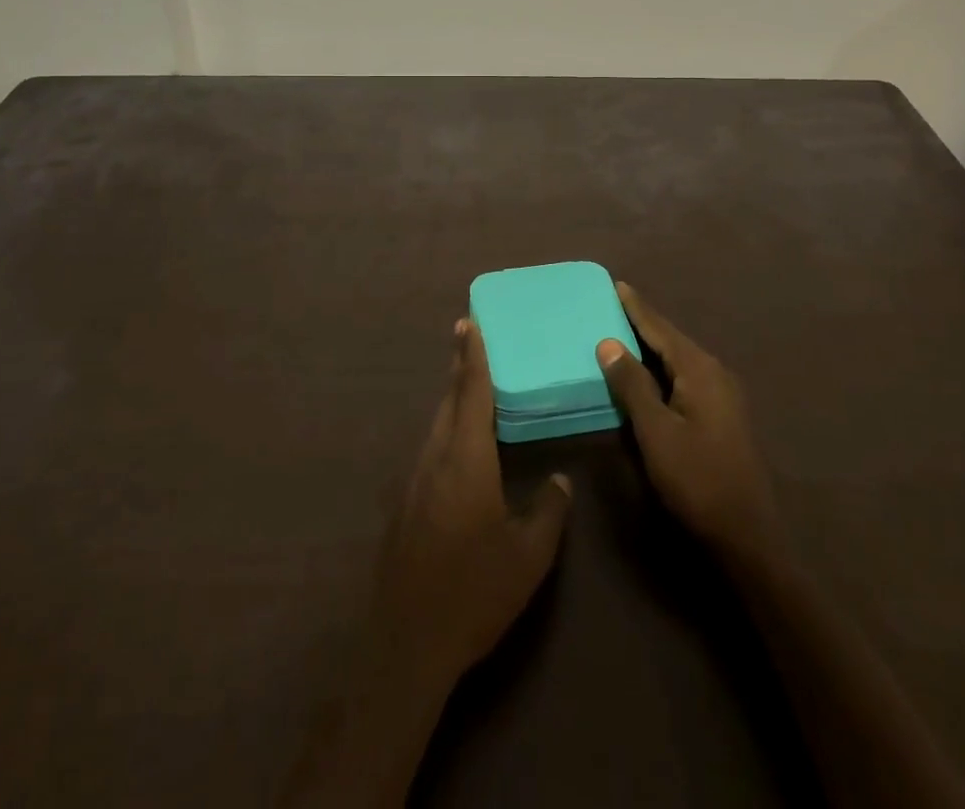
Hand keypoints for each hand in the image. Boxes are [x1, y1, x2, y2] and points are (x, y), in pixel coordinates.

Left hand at [370, 318, 573, 691]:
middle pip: (448, 402)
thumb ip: (547, 511)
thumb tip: (559, 480)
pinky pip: (430, 450)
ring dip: (452, 400)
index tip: (468, 322)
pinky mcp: (405, 506)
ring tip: (469, 386)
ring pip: (436, 426)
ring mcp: (414, 482)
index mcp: (465, 460)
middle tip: (469, 339)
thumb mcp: (528, 556)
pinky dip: (446, 431)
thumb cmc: (473, 591)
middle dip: (459, 369)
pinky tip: (459, 448)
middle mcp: (435, 459)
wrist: (407, 643)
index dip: (471, 356)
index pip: (470, 393)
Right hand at [596, 283, 784, 568]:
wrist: (747, 534)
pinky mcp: (722, 415)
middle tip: (613, 306)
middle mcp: (715, 373)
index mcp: (700, 369)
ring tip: (624, 333)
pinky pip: (686, 378)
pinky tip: (648, 375)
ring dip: (652, 347)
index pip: (661, 329)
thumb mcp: (656, 432)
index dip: (637, 308)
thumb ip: (632, 385)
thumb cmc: (697, 479)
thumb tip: (609, 342)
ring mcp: (723, 395)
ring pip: (679, 360)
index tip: (617, 284)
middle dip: (643, 323)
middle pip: (672, 340)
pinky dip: (663, 369)